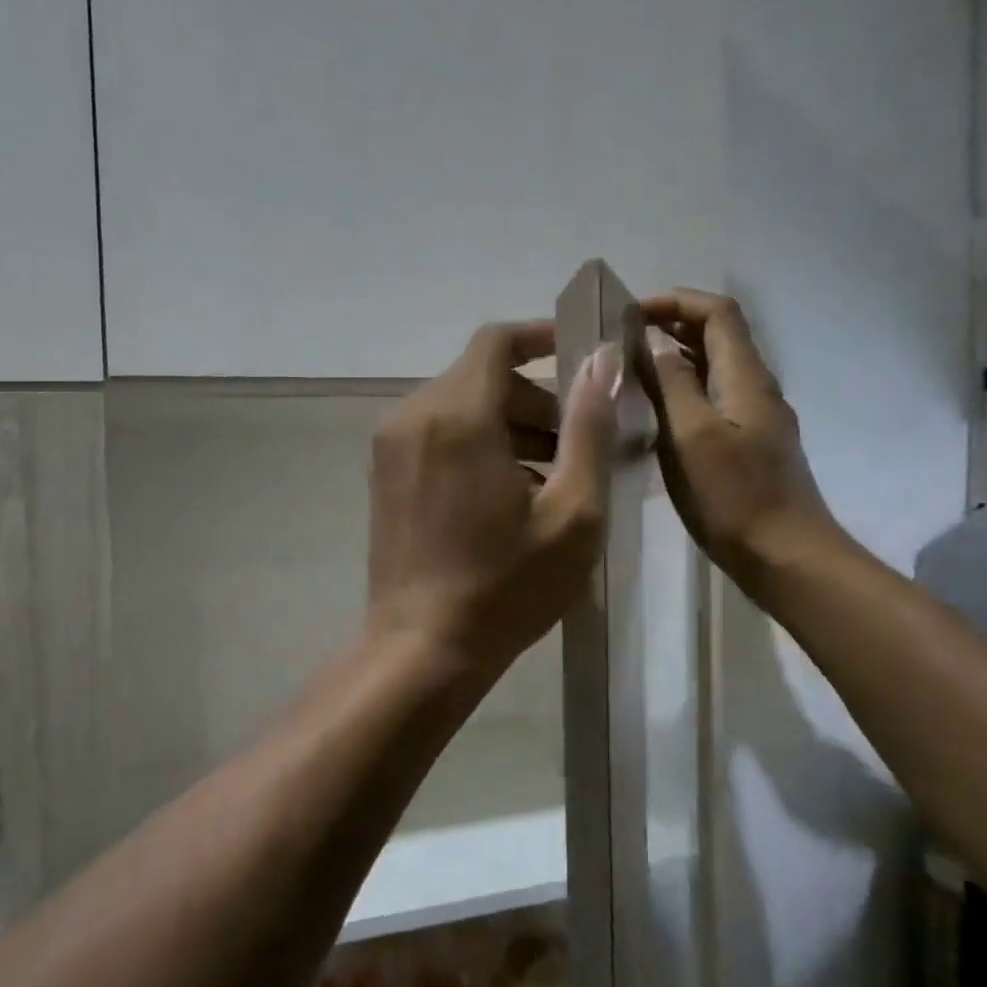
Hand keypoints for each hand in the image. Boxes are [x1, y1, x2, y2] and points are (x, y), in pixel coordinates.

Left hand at [367, 322, 618, 674]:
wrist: (422, 648)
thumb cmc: (506, 586)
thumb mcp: (572, 510)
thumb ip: (588, 426)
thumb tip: (603, 359)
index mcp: (457, 414)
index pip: (498, 341)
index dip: (543, 337)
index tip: (584, 355)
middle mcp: (413, 416)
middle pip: (480, 376)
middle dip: (534, 397)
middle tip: (577, 441)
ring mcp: (390, 448)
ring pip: (457, 406)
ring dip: (506, 424)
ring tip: (550, 475)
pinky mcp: (383, 476)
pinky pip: (435, 435)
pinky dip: (474, 444)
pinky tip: (507, 494)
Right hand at [640, 288, 842, 591]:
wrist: (785, 557)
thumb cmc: (734, 497)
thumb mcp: (692, 435)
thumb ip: (671, 383)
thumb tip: (649, 339)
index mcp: (746, 378)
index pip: (718, 313)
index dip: (675, 301)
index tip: (629, 314)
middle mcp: (755, 388)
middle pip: (717, 337)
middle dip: (669, 328)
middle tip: (619, 343)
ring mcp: (754, 420)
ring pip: (712, 372)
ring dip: (673, 362)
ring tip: (627, 376)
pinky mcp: (748, 447)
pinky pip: (712, 403)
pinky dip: (681, 395)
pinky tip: (651, 419)